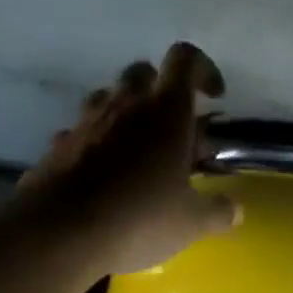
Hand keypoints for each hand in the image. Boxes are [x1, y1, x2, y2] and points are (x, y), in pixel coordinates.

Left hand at [22, 43, 236, 276]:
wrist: (60, 232)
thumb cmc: (139, 217)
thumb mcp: (190, 222)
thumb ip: (217, 211)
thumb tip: (235, 210)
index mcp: (165, 110)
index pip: (185, 60)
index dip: (203, 70)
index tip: (214, 98)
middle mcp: (124, 104)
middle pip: (142, 72)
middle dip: (160, 91)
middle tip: (173, 129)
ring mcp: (85, 122)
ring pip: (107, 97)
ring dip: (125, 114)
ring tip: (138, 152)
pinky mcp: (57, 146)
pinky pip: (81, 132)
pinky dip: (95, 143)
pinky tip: (103, 177)